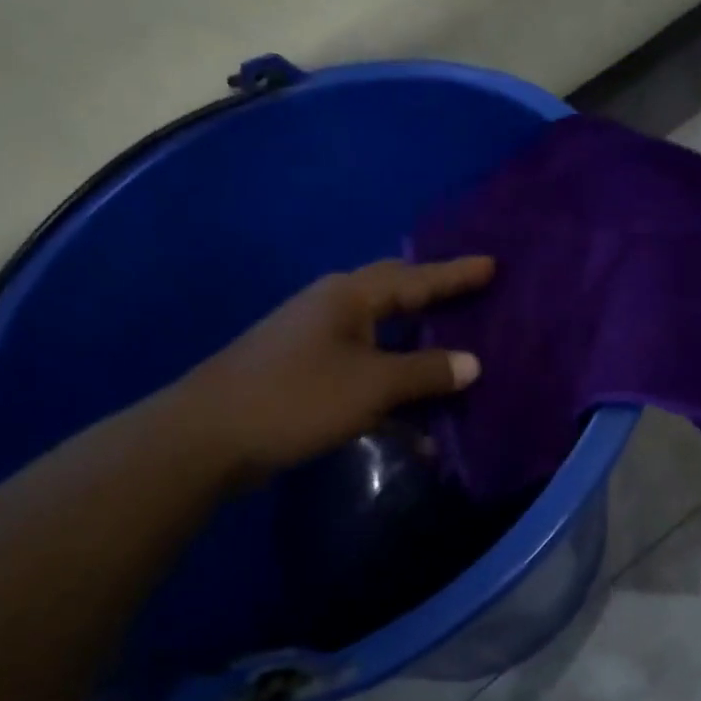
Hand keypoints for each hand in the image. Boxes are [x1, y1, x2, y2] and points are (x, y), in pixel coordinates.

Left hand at [177, 256, 493, 485]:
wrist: (209, 436)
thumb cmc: (296, 397)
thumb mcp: (371, 385)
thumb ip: (424, 372)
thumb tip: (472, 363)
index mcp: (349, 297)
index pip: (415, 278)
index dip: (455, 274)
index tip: (491, 264)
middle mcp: (332, 309)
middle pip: (395, 296)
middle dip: (433, 298)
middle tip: (471, 295)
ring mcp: (315, 341)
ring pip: (380, 339)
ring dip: (415, 353)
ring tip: (453, 355)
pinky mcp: (305, 374)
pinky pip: (362, 373)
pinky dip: (389, 392)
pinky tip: (414, 426)